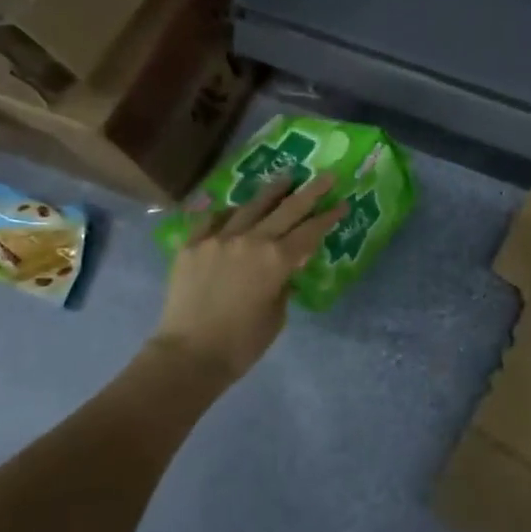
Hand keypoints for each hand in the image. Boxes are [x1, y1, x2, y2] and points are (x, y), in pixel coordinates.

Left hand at [154, 172, 344, 383]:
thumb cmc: (242, 343)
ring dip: (272, 191)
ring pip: (251, 206)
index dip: (328, 216)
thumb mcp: (277, 313)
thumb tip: (285, 266)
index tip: (342, 202)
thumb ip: (284, 282)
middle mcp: (250, 239)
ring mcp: (218, 238)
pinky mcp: (192, 244)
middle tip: (325, 176)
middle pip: (286, 209)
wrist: (188, 355)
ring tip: (286, 178)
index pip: (310, 231)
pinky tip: (236, 208)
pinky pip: (214, 219)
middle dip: (310, 192)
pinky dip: (229, 212)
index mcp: (277, 259)